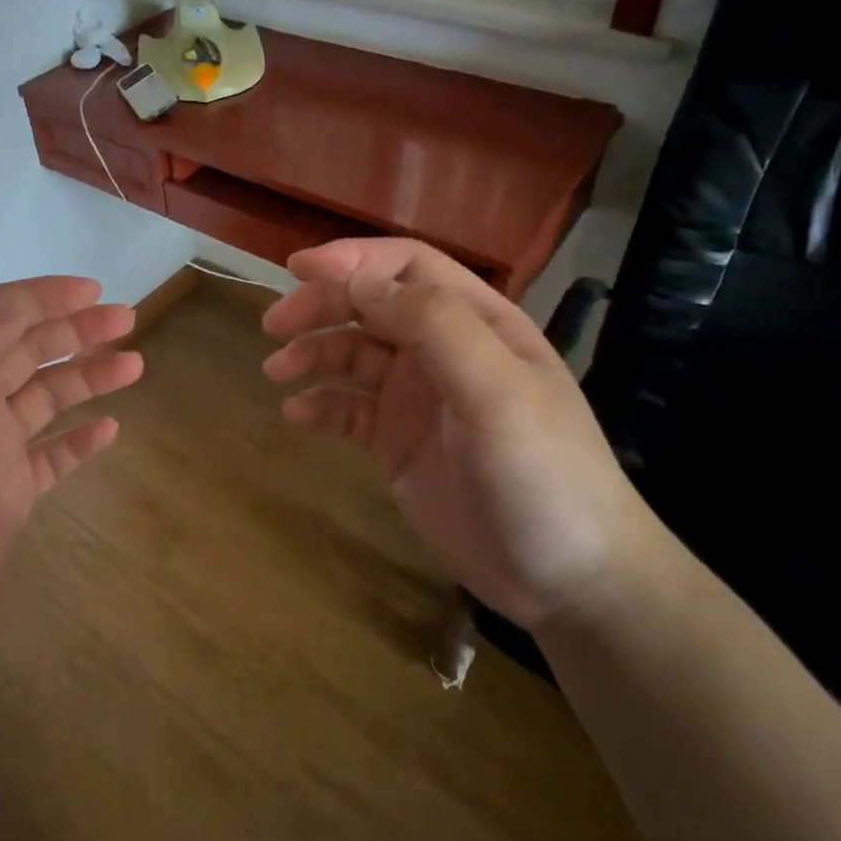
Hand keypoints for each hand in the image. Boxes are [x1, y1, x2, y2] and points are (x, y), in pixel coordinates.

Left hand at [0, 277, 141, 680]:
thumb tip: (13, 310)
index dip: (38, 298)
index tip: (90, 291)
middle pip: (25, 350)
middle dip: (73, 329)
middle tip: (126, 319)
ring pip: (46, 397)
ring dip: (87, 375)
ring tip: (132, 364)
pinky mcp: (8, 496)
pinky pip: (53, 454)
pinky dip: (81, 438)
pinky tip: (110, 428)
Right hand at [262, 239, 652, 629]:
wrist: (567, 580)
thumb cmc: (544, 473)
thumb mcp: (498, 391)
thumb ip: (435, 326)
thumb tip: (359, 283)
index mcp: (477, 323)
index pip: (408, 268)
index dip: (354, 260)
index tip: (298, 270)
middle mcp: (443, 352)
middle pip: (371, 306)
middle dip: (321, 307)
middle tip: (273, 327)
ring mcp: (418, 398)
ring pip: (353, 355)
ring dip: (313, 353)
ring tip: (276, 371)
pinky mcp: (397, 442)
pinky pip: (349, 409)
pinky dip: (320, 404)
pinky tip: (295, 415)